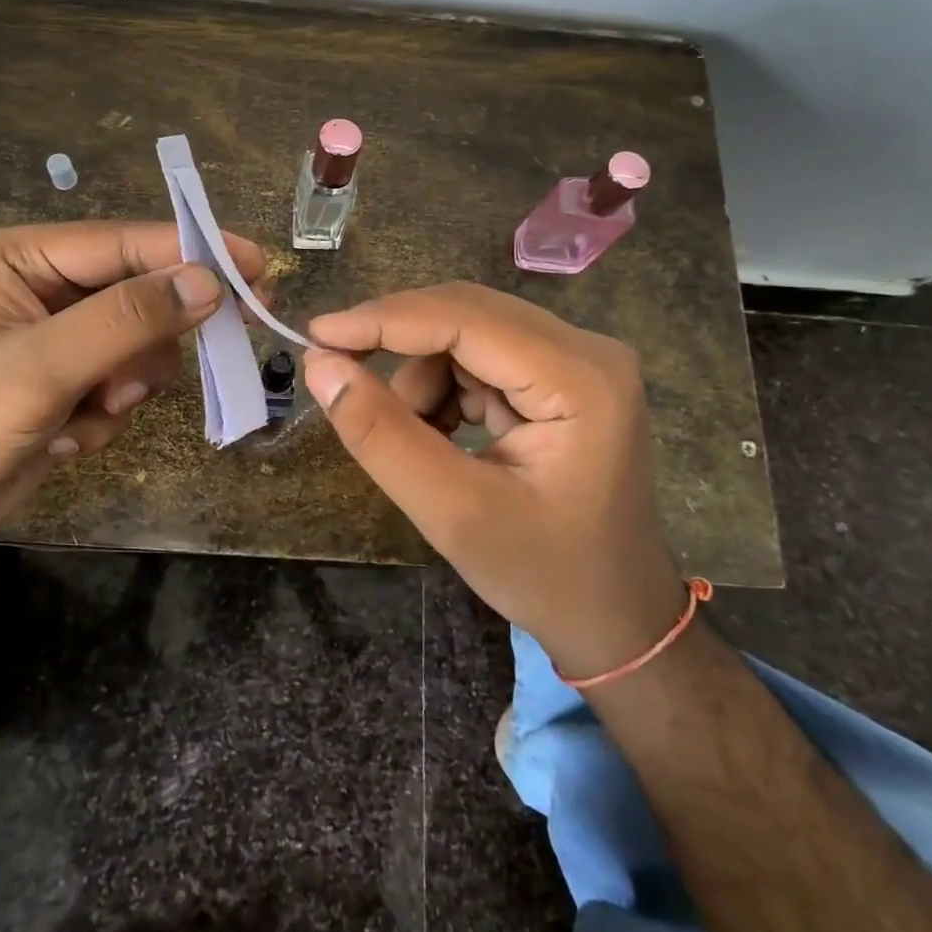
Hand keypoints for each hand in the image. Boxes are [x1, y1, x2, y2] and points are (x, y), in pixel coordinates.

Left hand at [0, 221, 261, 541]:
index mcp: (31, 257)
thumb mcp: (44, 365)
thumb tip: (210, 281)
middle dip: (150, 341)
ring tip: (90, 411)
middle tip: (194, 354)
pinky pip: (129, 383)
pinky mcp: (77, 379)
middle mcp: (52, 286)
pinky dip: (110, 412)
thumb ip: (128, 319)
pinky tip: (69, 433)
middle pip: (145, 293)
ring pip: (145, 345)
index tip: (257, 268)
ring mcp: (68, 336)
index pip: (129, 242)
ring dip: (127, 385)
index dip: (195, 252)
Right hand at [302, 283, 683, 677]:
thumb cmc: (544, 577)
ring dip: (422, 379)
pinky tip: (442, 437)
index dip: (383, 320)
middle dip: (398, 346)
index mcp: (581, 379)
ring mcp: (578, 360)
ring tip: (417, 442)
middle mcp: (587, 350)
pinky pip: (480, 356)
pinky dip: (443, 390)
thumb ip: (382, 436)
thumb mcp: (453, 513)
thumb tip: (321, 366)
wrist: (615, 618)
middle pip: (467, 314)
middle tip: (338, 374)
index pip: (465, 318)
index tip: (317, 334)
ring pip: (466, 334)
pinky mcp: (562, 375)